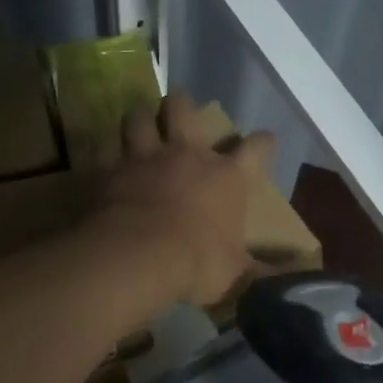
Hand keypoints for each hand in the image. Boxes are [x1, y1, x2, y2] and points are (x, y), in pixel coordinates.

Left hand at [88, 91, 274, 307]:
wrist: (139, 257)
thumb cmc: (196, 263)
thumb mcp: (233, 273)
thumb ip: (252, 268)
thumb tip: (279, 276)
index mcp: (226, 178)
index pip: (257, 150)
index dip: (263, 144)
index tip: (265, 142)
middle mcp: (185, 156)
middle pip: (183, 110)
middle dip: (181, 106)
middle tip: (178, 111)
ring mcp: (143, 159)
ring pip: (137, 119)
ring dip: (138, 121)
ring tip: (138, 126)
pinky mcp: (108, 170)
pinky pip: (102, 150)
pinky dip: (103, 154)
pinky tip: (103, 160)